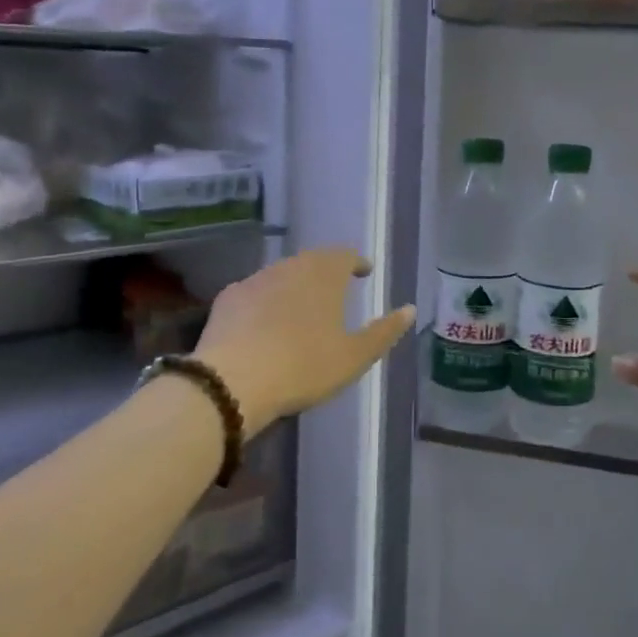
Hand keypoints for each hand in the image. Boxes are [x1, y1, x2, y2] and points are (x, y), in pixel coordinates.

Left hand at [194, 248, 414, 431]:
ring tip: (300, 310)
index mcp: (324, 274)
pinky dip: (264, 303)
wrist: (233, 380)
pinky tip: (262, 324)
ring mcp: (255, 280)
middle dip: (325, 273)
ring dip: (293, 287)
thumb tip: (409, 309)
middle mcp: (290, 266)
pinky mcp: (227, 299)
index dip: (356, 262)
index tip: (363, 272)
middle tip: (334, 291)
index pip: (345, 255)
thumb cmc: (304, 366)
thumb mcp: (354, 356)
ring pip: (281, 275)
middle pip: (312, 262)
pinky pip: (253, 294)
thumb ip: (384, 331)